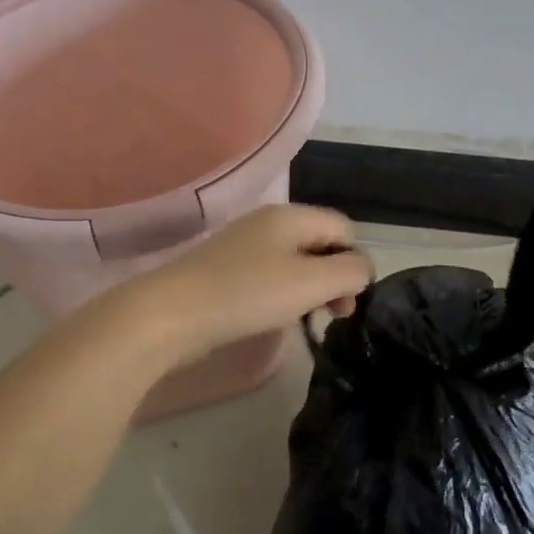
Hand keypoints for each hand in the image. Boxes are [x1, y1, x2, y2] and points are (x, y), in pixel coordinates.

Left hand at [129, 204, 372, 365]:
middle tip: (336, 315)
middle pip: (320, 243)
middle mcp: (268, 222)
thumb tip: (362, 270)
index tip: (349, 300)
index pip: (344, 227)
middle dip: (335, 277)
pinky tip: (275, 316)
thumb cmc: (248, 294)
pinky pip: (270, 275)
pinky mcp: (226, 270)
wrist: (170, 314)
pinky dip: (283, 294)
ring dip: (311, 288)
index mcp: (291, 215)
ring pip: (296, 261)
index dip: (355, 261)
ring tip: (308, 318)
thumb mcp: (310, 282)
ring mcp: (244, 246)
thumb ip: (349, 272)